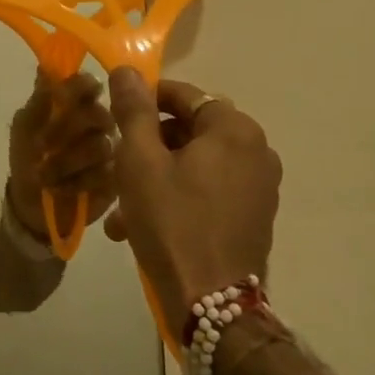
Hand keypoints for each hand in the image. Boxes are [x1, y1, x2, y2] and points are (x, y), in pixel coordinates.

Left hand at [7, 70, 117, 240]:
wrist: (32, 201)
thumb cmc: (27, 156)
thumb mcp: (24, 127)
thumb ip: (38, 100)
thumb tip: (45, 67)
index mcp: (76, 102)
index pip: (87, 84)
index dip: (78, 87)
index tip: (61, 98)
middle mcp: (97, 121)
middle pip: (98, 114)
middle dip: (65, 130)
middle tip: (41, 146)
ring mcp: (110, 149)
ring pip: (101, 145)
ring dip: (67, 161)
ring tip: (45, 174)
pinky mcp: (116, 177)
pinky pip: (104, 174)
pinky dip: (77, 182)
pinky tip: (61, 188)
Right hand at [106, 68, 279, 330]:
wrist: (212, 305)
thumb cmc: (172, 222)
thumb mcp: (140, 160)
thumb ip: (134, 110)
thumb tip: (127, 69)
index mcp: (235, 129)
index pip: (184, 95)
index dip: (145, 102)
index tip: (114, 118)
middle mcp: (257, 151)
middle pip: (190, 132)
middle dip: (147, 149)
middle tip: (114, 169)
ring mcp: (260, 187)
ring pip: (195, 166)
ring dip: (157, 178)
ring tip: (121, 211)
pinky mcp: (255, 217)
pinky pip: (210, 191)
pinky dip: (178, 197)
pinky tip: (143, 227)